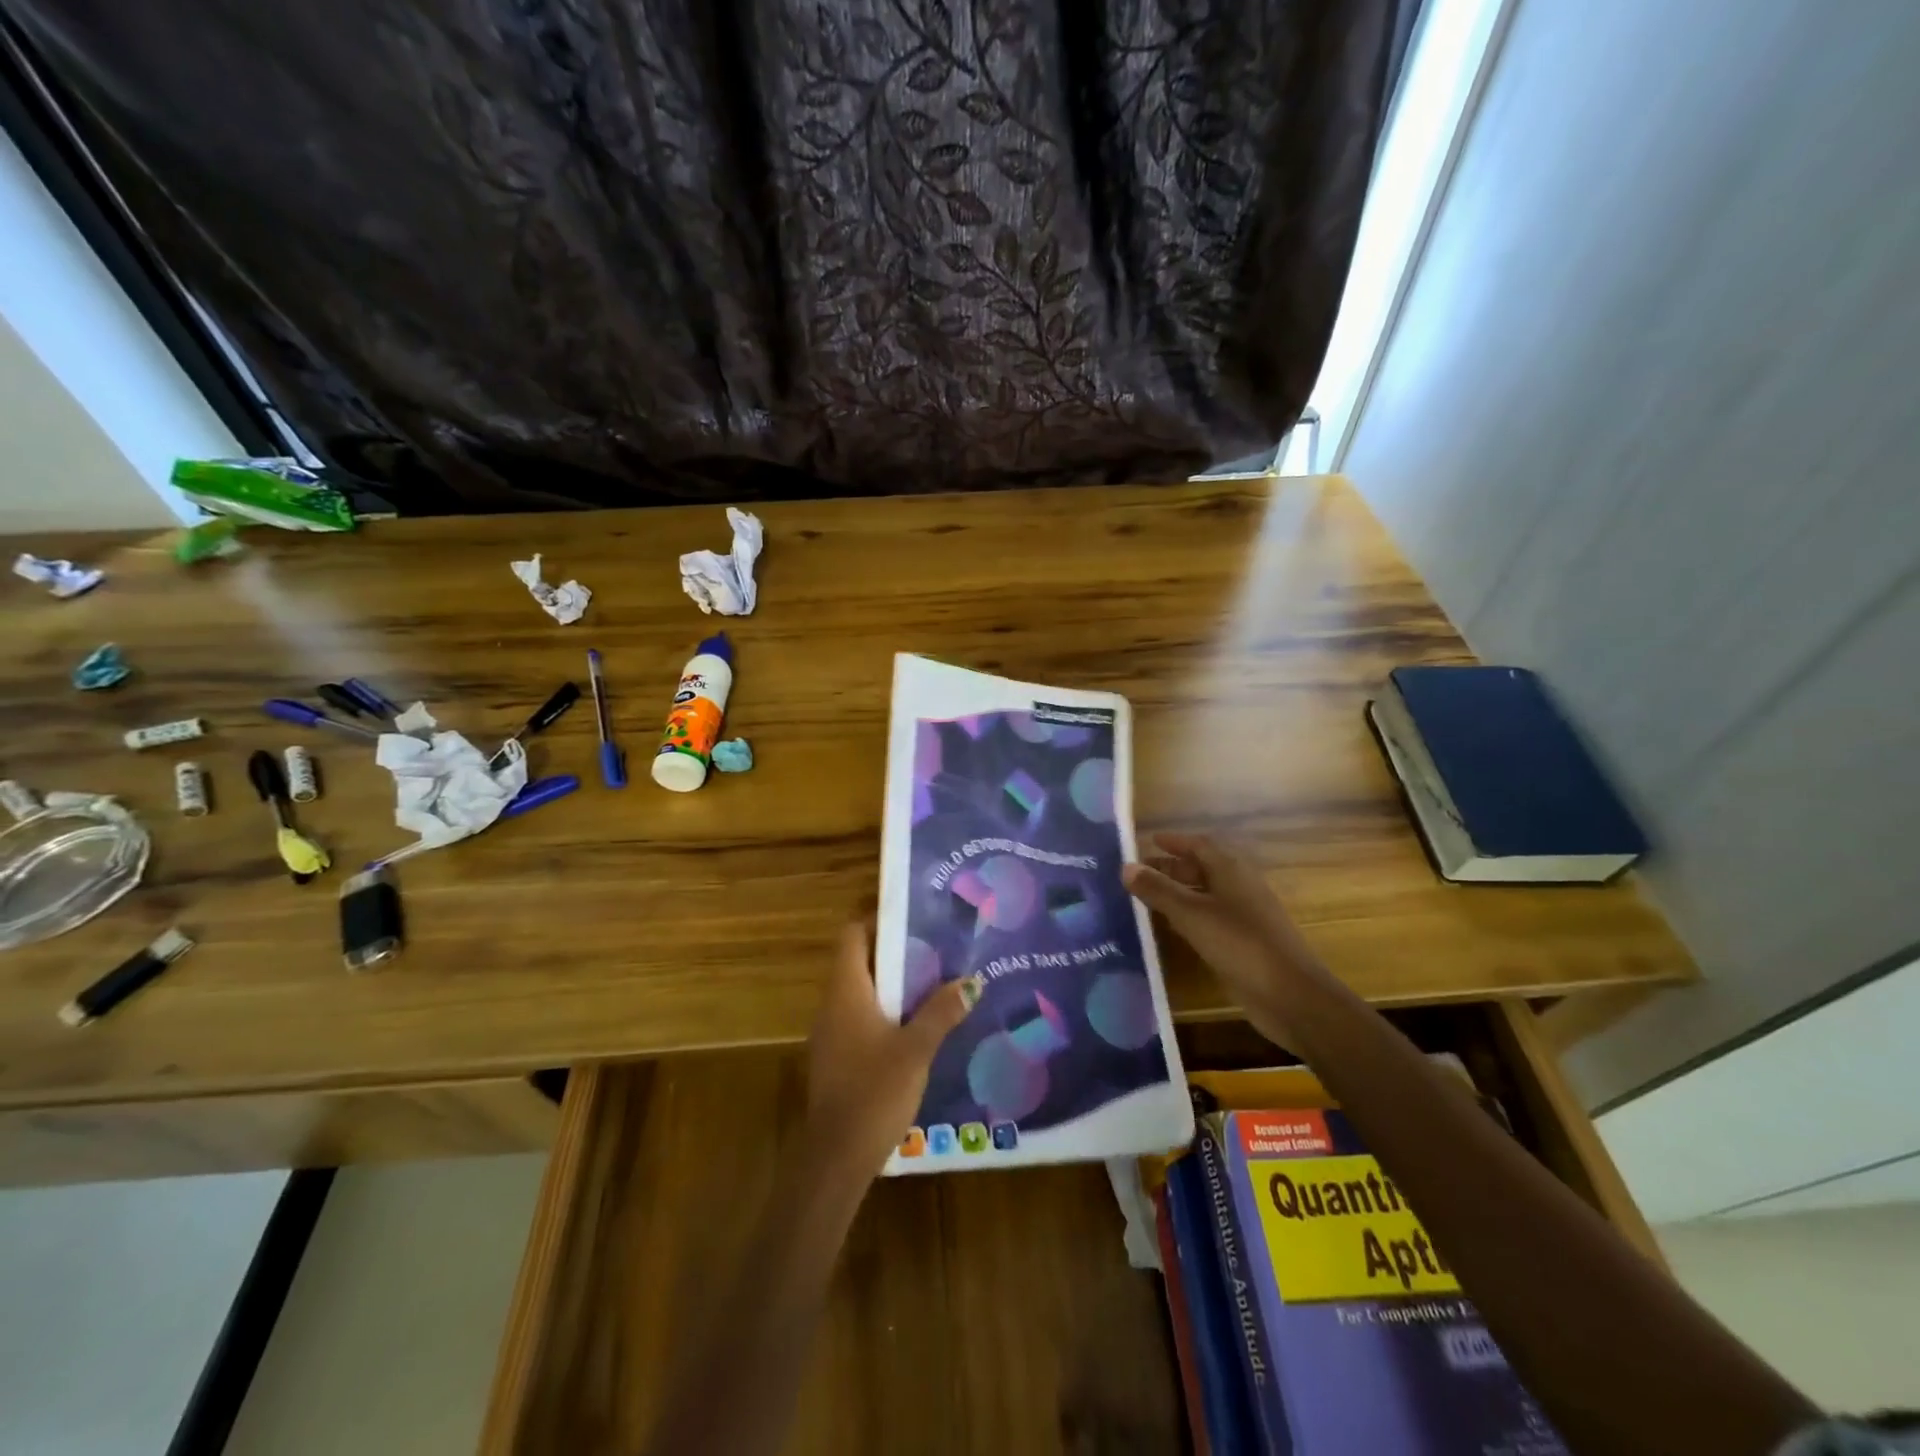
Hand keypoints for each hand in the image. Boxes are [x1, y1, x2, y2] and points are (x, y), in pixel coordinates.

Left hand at [803, 921, 981, 1183]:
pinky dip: (885, 1010)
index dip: (876, 919)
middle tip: (935, 945)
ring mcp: (831, 1032)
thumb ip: (941, 1012)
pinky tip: (917, 1023)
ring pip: (861, 991)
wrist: (836, 1157)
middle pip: (858, 960)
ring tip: (934, 979)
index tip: (912, 916)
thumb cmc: (873, 1091)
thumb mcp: (916, 1049)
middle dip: (894, 950)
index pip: (852, 935)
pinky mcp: (837, 1056)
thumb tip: (970, 981)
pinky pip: (860, 1017)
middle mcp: (833, 1004)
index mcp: (846, 991)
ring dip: (892, 982)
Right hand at [1122, 833, 1328, 1048]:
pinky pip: (1210, 920)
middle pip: (1201, 869)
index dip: (1174, 842)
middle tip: (1137, 874)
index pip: (1199, 845)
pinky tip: (1170, 929)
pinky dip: (1188, 918)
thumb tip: (1126, 866)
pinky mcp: (1243, 944)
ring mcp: (1244, 917)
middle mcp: (1239, 887)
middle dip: (1171, 868)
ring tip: (1145, 899)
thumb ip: (1158, 890)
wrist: (1291, 995)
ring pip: (1205, 896)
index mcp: (1231, 870)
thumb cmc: (1240, 944)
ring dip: (1177, 894)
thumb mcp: (1192, 914)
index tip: (1148, 841)